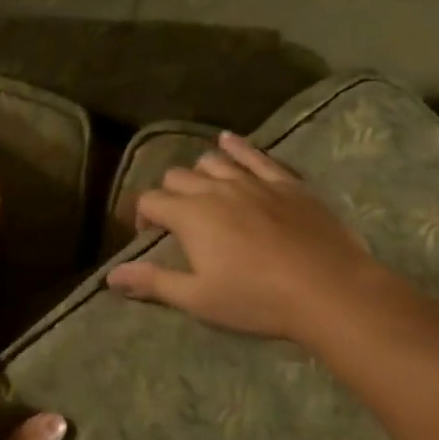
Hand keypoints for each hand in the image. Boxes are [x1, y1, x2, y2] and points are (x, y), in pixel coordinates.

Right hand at [107, 131, 400, 344]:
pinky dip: (237, 146)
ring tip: (202, 191)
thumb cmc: (257, 299)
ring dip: (199, 173)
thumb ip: (153, 282)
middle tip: (176, 221)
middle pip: (177, 177)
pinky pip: (255, 155)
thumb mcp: (199, 298)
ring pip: (212, 162)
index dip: (141, 216)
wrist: (328, 289)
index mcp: (190, 216)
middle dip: (168, 194)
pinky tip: (228, 140)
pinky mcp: (285, 182)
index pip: (150, 201)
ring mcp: (252, 181)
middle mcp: (215, 189)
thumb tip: (110, 276)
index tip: (148, 235)